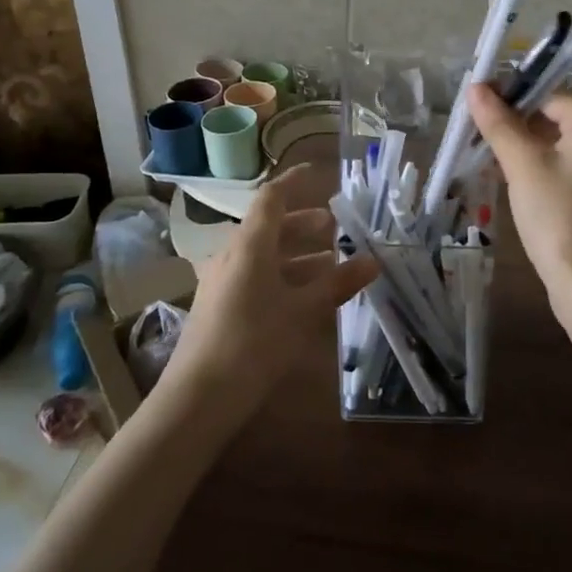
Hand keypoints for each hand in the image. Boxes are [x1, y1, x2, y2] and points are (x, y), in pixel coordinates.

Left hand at [162, 165, 376, 417]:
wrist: (198, 398)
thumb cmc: (254, 343)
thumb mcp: (303, 312)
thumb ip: (338, 283)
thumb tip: (373, 260)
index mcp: (250, 244)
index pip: (271, 198)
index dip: (293, 181)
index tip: (316, 173)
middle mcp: (232, 255)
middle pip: (269, 227)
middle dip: (302, 224)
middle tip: (334, 228)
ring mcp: (221, 282)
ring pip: (263, 255)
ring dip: (295, 255)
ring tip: (329, 265)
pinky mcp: (218, 307)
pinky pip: (254, 277)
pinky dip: (281, 276)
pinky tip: (302, 298)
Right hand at [466, 86, 571, 323]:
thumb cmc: (560, 218)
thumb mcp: (523, 166)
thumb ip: (499, 124)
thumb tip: (476, 87)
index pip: (548, 94)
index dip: (511, 98)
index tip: (476, 110)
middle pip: (554, 118)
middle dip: (514, 125)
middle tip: (476, 137)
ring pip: (557, 146)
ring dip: (523, 149)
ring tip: (486, 160)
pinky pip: (565, 170)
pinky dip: (539, 171)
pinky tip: (511, 185)